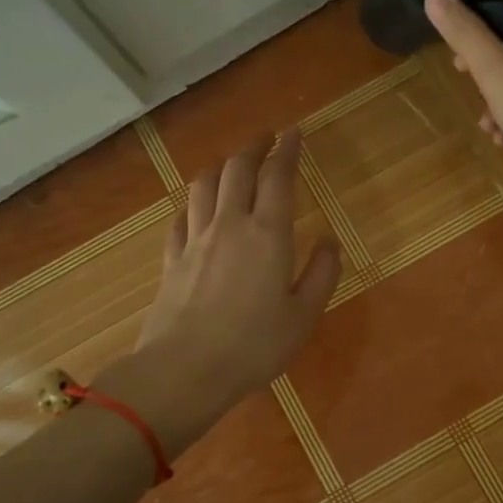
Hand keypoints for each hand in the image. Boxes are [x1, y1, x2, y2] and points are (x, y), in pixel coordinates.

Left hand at [98, 130, 339, 457]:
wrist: (184, 370)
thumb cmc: (254, 346)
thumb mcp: (304, 316)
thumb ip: (322, 274)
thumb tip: (330, 241)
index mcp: (268, 235)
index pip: (277, 177)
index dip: (287, 151)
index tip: (293, 133)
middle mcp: (229, 225)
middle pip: (237, 170)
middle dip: (253, 148)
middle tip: (266, 138)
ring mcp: (195, 240)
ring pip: (204, 185)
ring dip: (220, 166)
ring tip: (232, 163)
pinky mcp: (172, 259)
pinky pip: (182, 217)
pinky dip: (194, 203)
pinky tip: (198, 209)